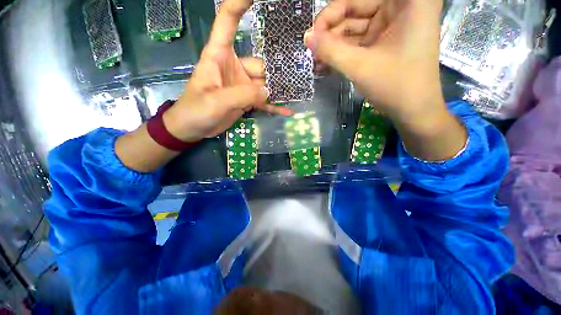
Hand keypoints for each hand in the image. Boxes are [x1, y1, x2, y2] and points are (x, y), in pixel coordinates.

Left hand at [164, 0, 291, 142]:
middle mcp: (234, 67)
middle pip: (260, 64)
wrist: (192, 129)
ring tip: (297, 94)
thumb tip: (267, 91)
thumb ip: (242, 95)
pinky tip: (287, 110)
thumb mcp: (217, 101)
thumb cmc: (196, 110)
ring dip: (279, 90)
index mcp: (219, 56)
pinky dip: (274, 106)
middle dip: (276, 72)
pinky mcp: (246, 100)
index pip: (227, 21)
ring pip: (265, 84)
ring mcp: (242, 85)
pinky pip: (263, 102)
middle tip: (297, 78)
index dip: (240, 4)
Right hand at [305, 0, 443, 121]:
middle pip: (355, 9)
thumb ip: (330, 50)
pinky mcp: (383, 43)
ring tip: (316, 62)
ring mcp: (391, 27)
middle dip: (331, 32)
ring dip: (334, 45)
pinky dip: (342, 53)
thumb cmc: (395, 86)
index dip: (332, 13)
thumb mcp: (360, 66)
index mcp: (407, 2)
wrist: (412, 111)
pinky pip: (358, 42)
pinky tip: (326, 64)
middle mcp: (400, 7)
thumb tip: (307, 37)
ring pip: (354, 28)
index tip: (314, 33)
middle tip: (313, 50)